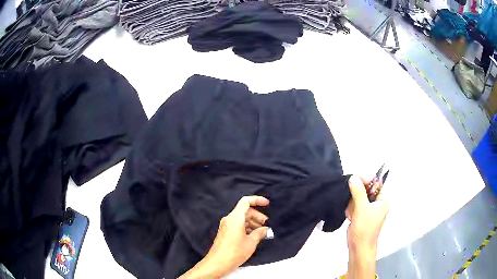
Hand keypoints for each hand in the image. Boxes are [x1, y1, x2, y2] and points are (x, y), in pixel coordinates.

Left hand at [180, 196, 268, 277]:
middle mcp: (229, 219)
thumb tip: (265, 229)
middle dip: (257, 215)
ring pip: (242, 218)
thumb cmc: (234, 253)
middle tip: (266, 224)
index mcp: (235, 218)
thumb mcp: (251, 242)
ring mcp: (226, 226)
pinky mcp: (225, 232)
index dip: (257, 200)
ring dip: (253, 222)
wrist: (217, 263)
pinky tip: (253, 236)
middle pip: (245, 210)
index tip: (267, 204)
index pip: (246, 201)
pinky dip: (247, 227)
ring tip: (261, 232)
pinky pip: (237, 224)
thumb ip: (260, 233)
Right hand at [345, 175, 388, 278]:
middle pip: (365, 189)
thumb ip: (358, 192)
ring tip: (353, 214)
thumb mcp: (362, 208)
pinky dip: (351, 210)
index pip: (375, 183)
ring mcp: (368, 209)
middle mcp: (377, 203)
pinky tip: (351, 217)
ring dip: (352, 205)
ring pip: (357, 197)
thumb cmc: (365, 229)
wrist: (358, 247)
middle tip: (354, 205)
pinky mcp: (361, 214)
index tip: (354, 179)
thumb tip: (353, 177)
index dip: (365, 180)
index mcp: (383, 199)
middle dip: (357, 197)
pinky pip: (354, 205)